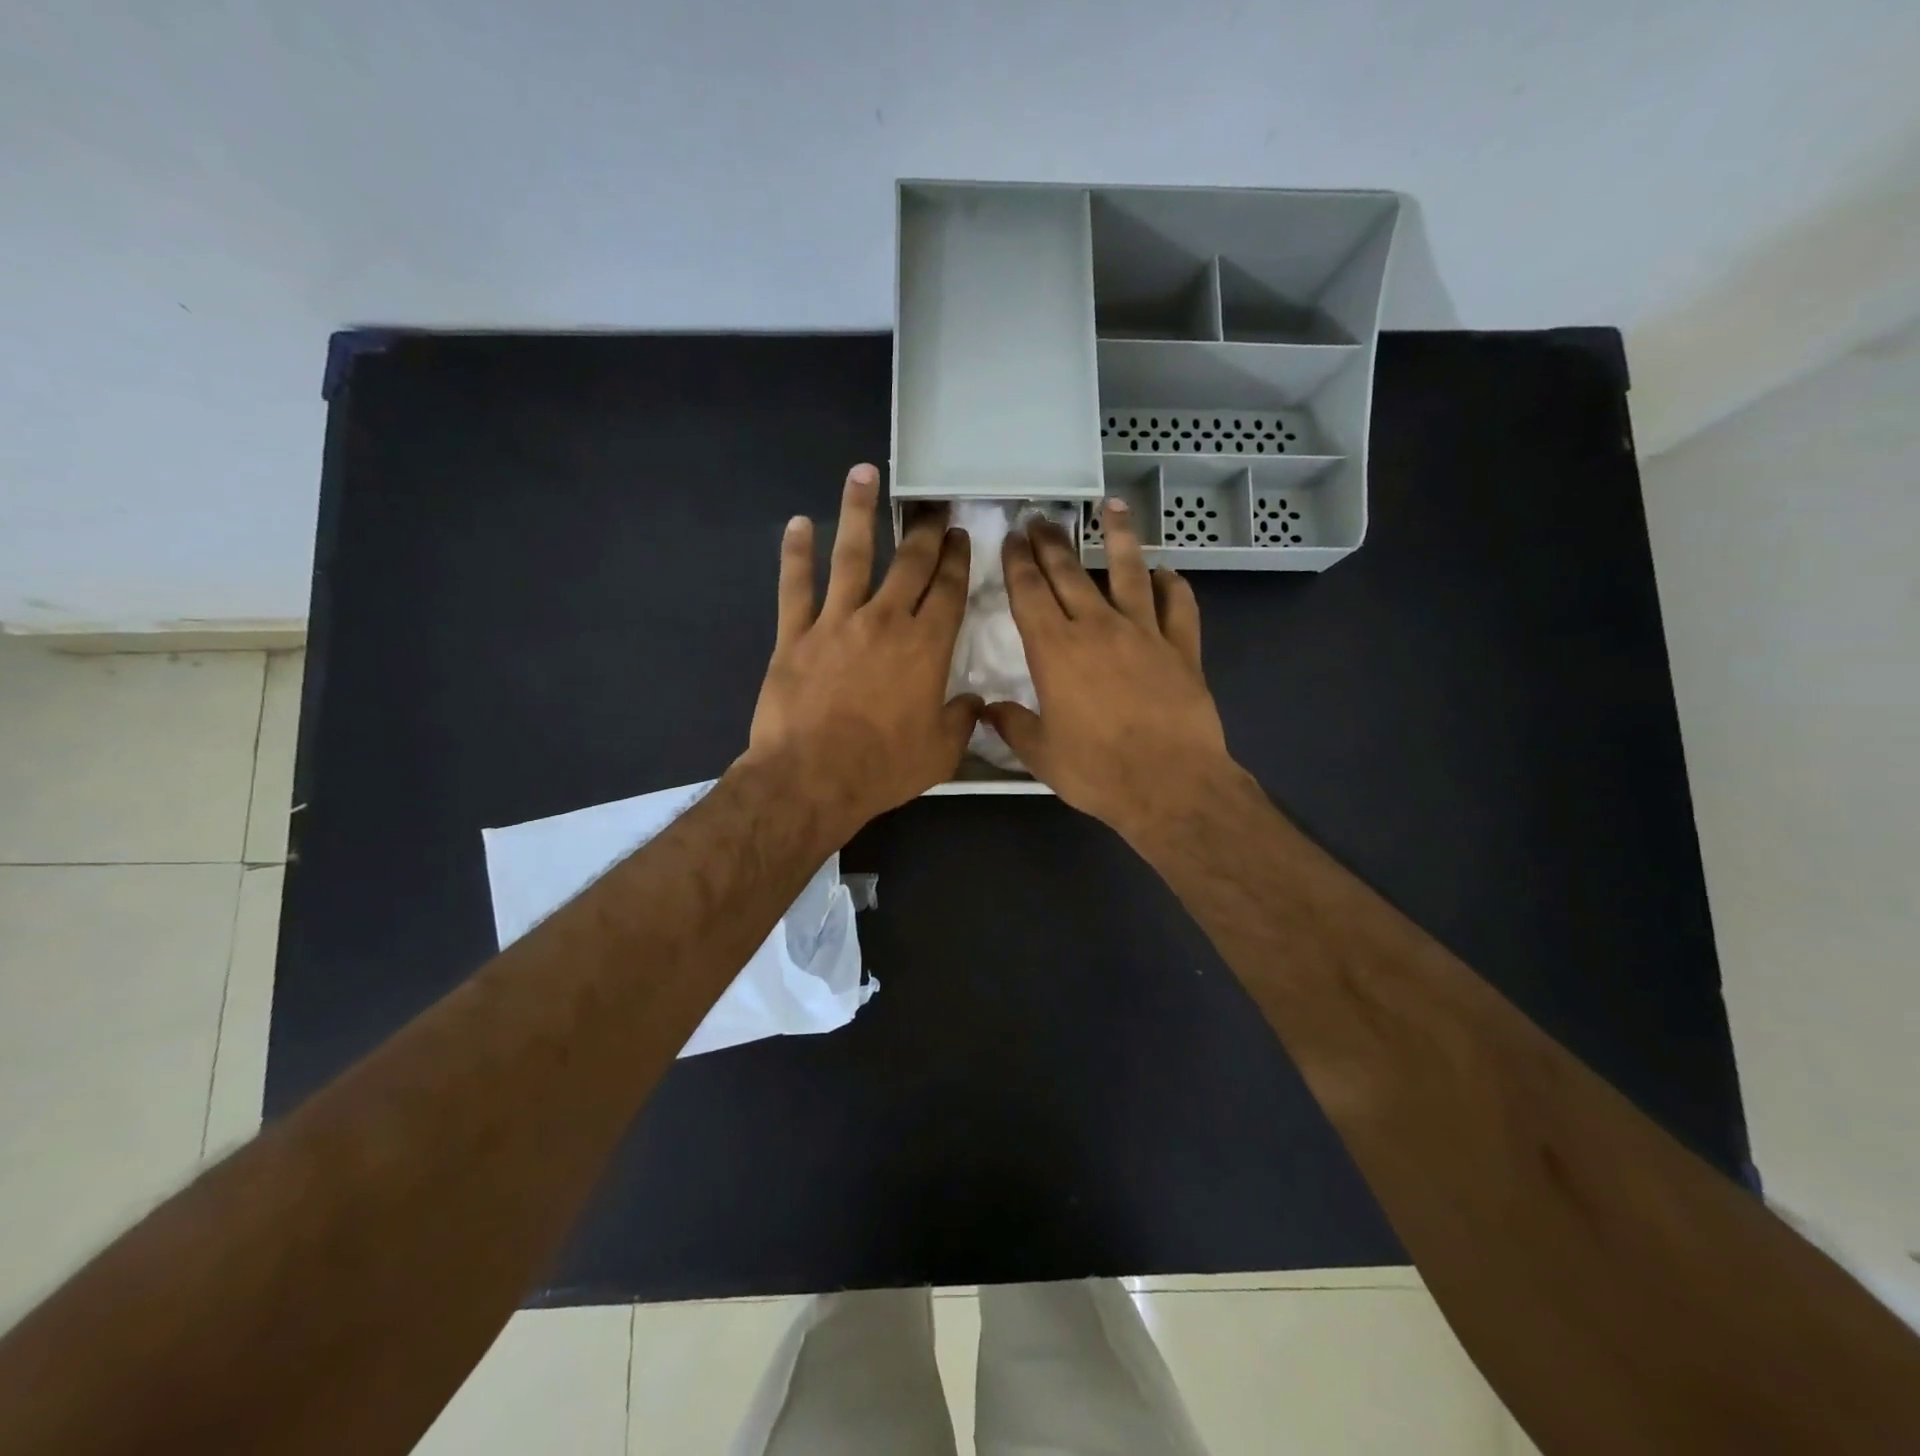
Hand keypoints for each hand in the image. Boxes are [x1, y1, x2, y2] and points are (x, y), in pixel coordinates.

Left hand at [744, 464, 980, 840]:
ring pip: (851, 556)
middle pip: (910, 563)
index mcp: (926, 647)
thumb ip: (962, 720)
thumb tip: (974, 701)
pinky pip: (795, 586)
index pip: (949, 591)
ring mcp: (836, 622)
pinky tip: (798, 523)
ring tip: (863, 473)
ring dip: (858, 511)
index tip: (960, 536)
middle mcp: (885, 621)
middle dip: (924, 530)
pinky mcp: (795, 635)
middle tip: (932, 503)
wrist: (813, 778)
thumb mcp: (941, 752)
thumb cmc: (883, 767)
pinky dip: (796, 553)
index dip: (957, 560)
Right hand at [986, 500, 1231, 840]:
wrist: (1170, 783)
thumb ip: (1012, 725)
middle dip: (1052, 542)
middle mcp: (1097, 628)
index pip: (1029, 593)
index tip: (1012, 537)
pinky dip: (1173, 586)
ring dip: (1118, 537)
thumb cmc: (1097, 771)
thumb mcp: (1040, 754)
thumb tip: (987, 709)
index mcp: (1055, 650)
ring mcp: (1144, 633)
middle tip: (1041, 518)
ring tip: (1112, 507)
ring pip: (1129, 572)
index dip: (1017, 562)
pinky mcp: (1183, 648)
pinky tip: (1167, 573)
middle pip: (1070, 572)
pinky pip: (1179, 606)